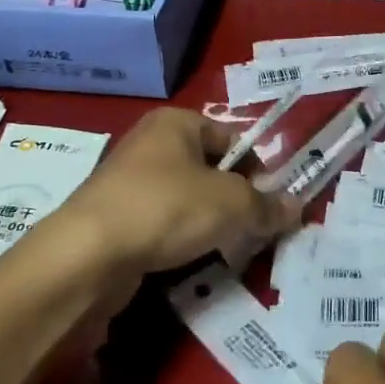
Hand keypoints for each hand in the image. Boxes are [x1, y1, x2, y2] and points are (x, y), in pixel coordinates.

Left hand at [56, 107, 299, 277]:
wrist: (87, 255)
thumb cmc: (166, 208)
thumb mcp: (231, 204)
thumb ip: (267, 205)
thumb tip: (297, 208)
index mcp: (176, 122)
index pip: (232, 139)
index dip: (257, 169)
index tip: (270, 203)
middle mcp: (150, 144)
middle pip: (210, 170)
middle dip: (235, 200)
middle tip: (254, 229)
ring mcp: (128, 182)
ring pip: (187, 200)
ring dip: (209, 224)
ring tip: (225, 248)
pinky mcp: (115, 219)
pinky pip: (162, 224)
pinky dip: (179, 240)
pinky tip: (190, 260)